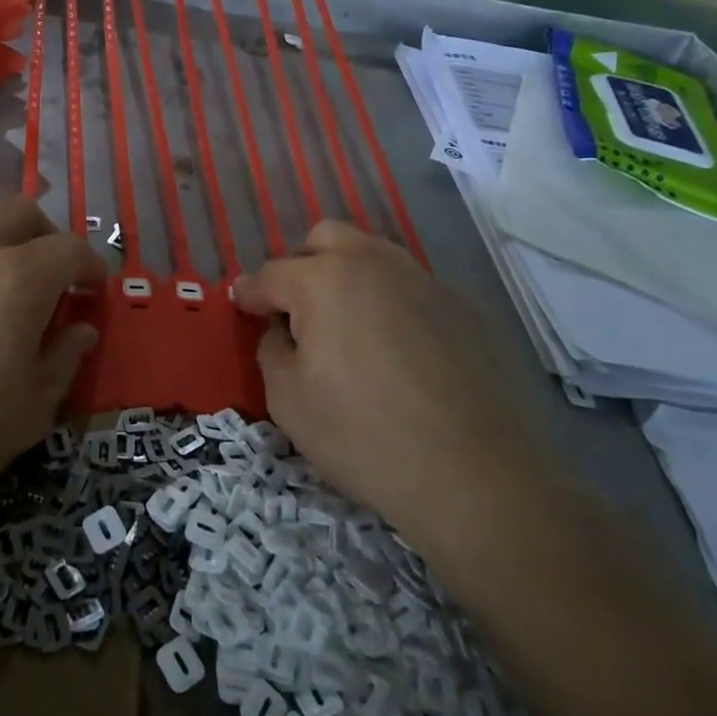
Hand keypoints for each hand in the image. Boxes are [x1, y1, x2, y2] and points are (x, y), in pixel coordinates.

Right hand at [232, 221, 552, 553]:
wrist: (475, 476)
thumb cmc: (363, 436)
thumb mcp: (288, 399)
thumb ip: (272, 349)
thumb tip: (282, 329)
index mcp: (324, 280)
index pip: (272, 273)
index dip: (250, 291)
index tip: (241, 305)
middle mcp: (374, 263)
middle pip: (325, 239)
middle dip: (300, 265)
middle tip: (294, 309)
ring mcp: (425, 280)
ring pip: (372, 255)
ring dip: (346, 276)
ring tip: (343, 325)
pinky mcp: (464, 307)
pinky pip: (410, 287)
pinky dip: (388, 302)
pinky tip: (394, 349)